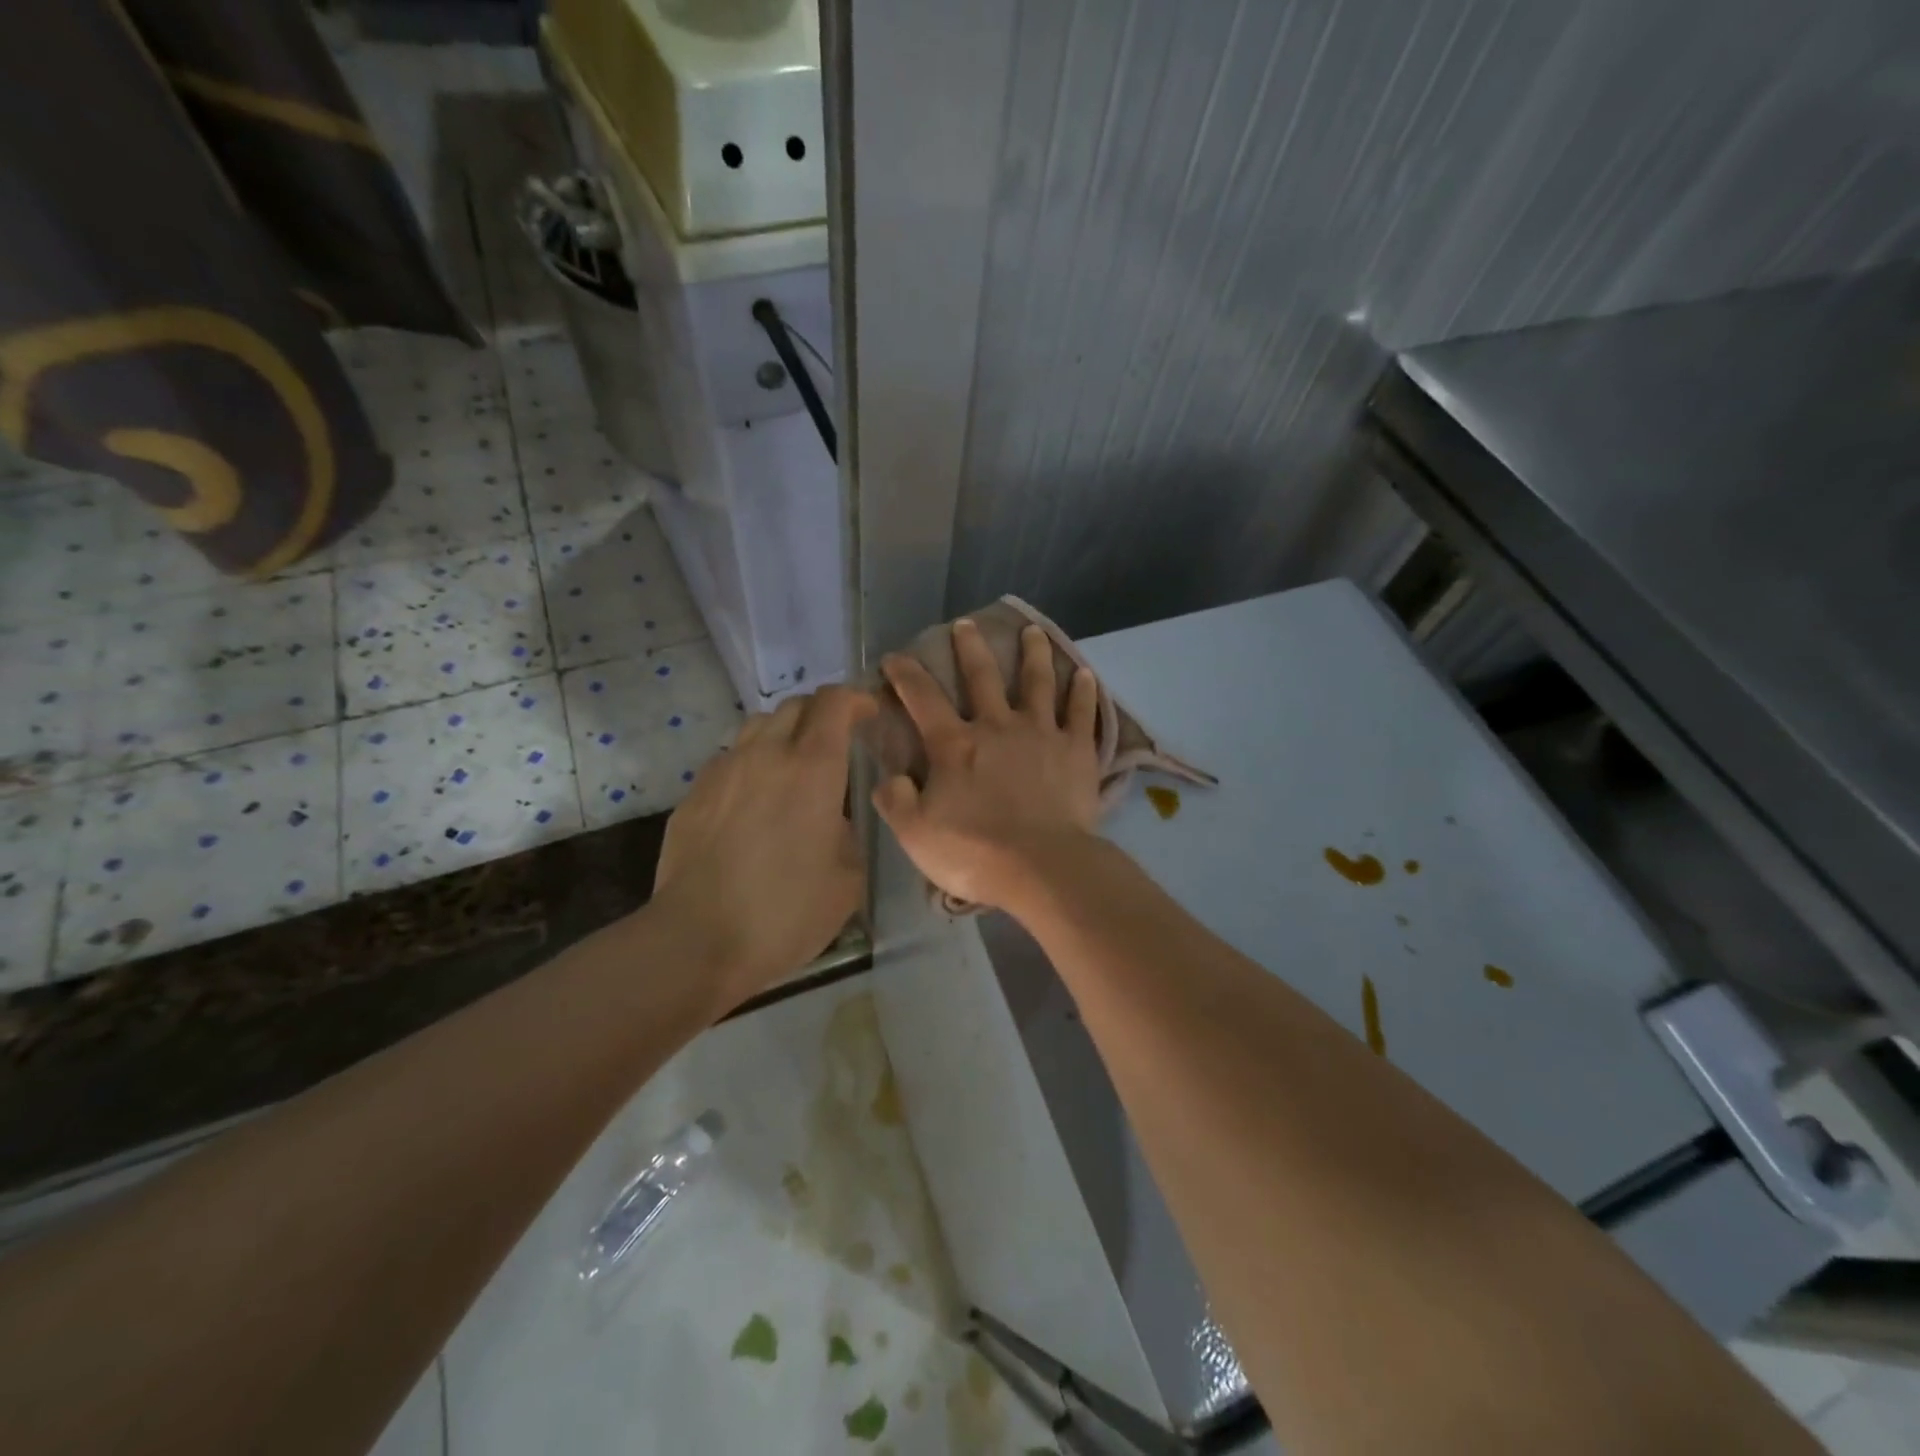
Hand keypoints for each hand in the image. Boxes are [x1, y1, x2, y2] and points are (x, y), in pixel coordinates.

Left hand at [652, 685, 874, 1004]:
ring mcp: (724, 770)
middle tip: (836, 742)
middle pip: (795, 705)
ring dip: (784, 733)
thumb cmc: (785, 911)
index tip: (869, 713)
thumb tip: (833, 818)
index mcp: (812, 768)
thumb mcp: (848, 878)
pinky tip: (755, 801)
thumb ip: (849, 832)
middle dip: (822, 713)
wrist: (697, 938)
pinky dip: (752, 763)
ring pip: (758, 725)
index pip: (835, 702)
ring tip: (793, 767)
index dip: (856, 699)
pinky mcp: (694, 793)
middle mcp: (767, 754)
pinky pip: (731, 759)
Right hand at [873, 619, 1100, 910]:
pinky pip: (1081, 713)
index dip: (904, 674)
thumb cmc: (974, 852)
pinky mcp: (1077, 751)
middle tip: (965, 623)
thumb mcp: (915, 833)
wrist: (1042, 867)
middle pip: (982, 676)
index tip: (894, 656)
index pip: (922, 698)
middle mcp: (997, 726)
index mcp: (955, 745)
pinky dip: (1083, 691)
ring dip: (1034, 654)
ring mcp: (1041, 734)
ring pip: (1037, 682)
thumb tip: (889, 777)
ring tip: (1033, 631)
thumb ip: (895, 800)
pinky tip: (1085, 673)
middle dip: (970, 647)